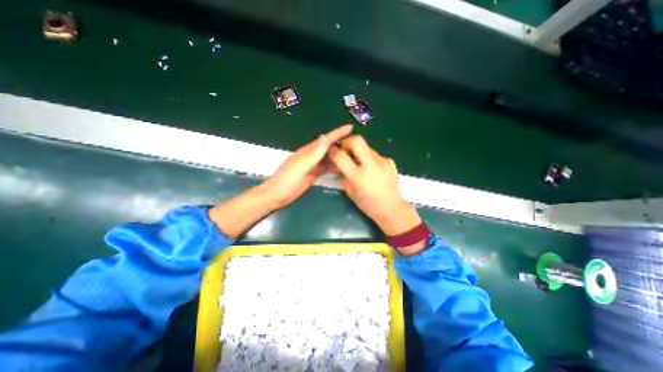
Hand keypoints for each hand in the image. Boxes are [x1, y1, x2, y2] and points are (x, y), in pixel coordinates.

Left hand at [260, 125, 354, 208]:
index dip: (338, 133)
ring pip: (329, 158)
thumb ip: (313, 154)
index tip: (350, 127)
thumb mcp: (300, 167)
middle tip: (357, 144)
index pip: (325, 140)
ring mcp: (312, 165)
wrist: (276, 196)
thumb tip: (325, 137)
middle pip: (329, 147)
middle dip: (342, 143)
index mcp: (308, 152)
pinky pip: (326, 168)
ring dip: (339, 155)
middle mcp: (311, 156)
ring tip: (353, 156)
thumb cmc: (286, 181)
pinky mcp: (313, 174)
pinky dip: (334, 167)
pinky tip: (342, 168)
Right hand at [329, 134, 420, 234]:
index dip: (333, 151)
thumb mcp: (351, 192)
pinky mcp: (390, 161)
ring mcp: (382, 161)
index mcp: (358, 176)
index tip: (332, 152)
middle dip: (347, 142)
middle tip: (345, 150)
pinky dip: (370, 159)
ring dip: (359, 152)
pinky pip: (375, 155)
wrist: (392, 208)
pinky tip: (372, 170)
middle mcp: (371, 165)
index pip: (340, 156)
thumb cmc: (368, 205)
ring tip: (360, 163)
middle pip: (357, 140)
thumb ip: (343, 177)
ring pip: (367, 147)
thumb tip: (338, 166)